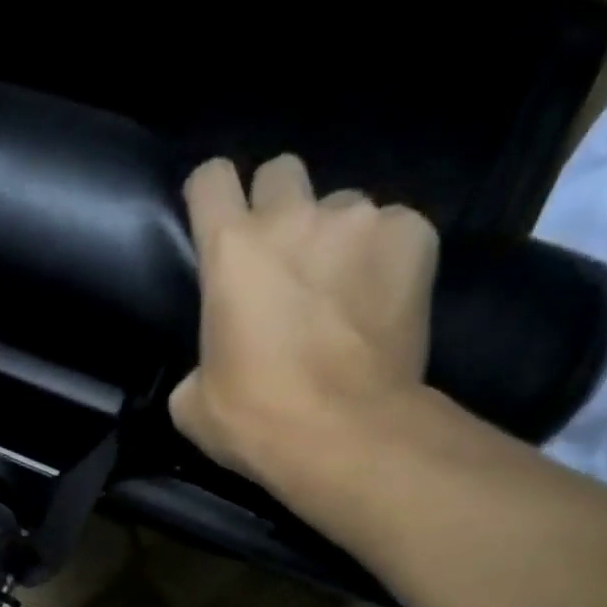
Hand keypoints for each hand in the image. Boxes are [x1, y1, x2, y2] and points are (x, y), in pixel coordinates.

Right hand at [169, 154, 439, 508]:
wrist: (345, 435)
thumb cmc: (255, 420)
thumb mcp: (192, 402)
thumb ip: (198, 361)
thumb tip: (213, 361)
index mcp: (231, 250)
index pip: (211, 177)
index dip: (210, 197)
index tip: (215, 223)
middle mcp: (294, 216)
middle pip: (280, 172)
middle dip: (276, 207)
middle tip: (280, 260)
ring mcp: (360, 220)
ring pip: (341, 206)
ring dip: (334, 239)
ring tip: (340, 293)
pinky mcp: (414, 237)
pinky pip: (394, 230)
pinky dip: (384, 259)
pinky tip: (379, 303)